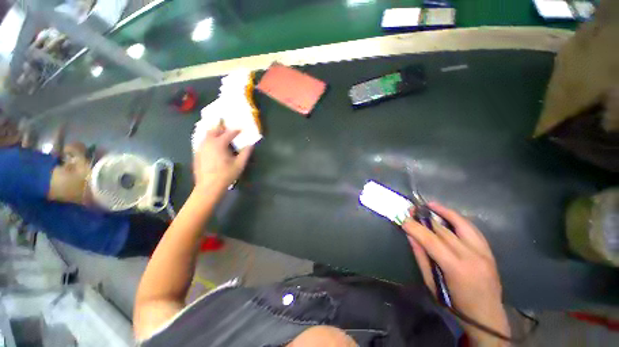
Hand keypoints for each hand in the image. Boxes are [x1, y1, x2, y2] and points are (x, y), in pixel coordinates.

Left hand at [193, 127, 252, 192]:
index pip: (229, 133)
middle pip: (214, 130)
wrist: (209, 187)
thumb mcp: (240, 164)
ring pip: (207, 136)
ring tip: (221, 137)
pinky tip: (214, 147)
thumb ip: (246, 153)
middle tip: (229, 130)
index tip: (241, 129)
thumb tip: (250, 145)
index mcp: (219, 143)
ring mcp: (200, 148)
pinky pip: (203, 143)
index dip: (236, 131)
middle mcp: (208, 143)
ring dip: (215, 134)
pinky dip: (209, 141)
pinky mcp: (197, 154)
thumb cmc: (226, 175)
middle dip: (222, 128)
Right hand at [402, 202, 509, 344]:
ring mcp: (483, 252)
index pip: (431, 240)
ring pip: (461, 224)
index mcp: (456, 267)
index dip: (415, 228)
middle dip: (424, 219)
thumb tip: (410, 236)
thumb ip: (421, 257)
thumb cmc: (455, 304)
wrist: (487, 317)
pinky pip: (472, 229)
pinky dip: (459, 219)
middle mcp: (471, 255)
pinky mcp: (489, 251)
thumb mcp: (432, 284)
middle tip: (410, 211)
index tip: (403, 220)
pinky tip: (448, 213)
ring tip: (430, 205)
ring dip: (444, 212)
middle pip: (443, 230)